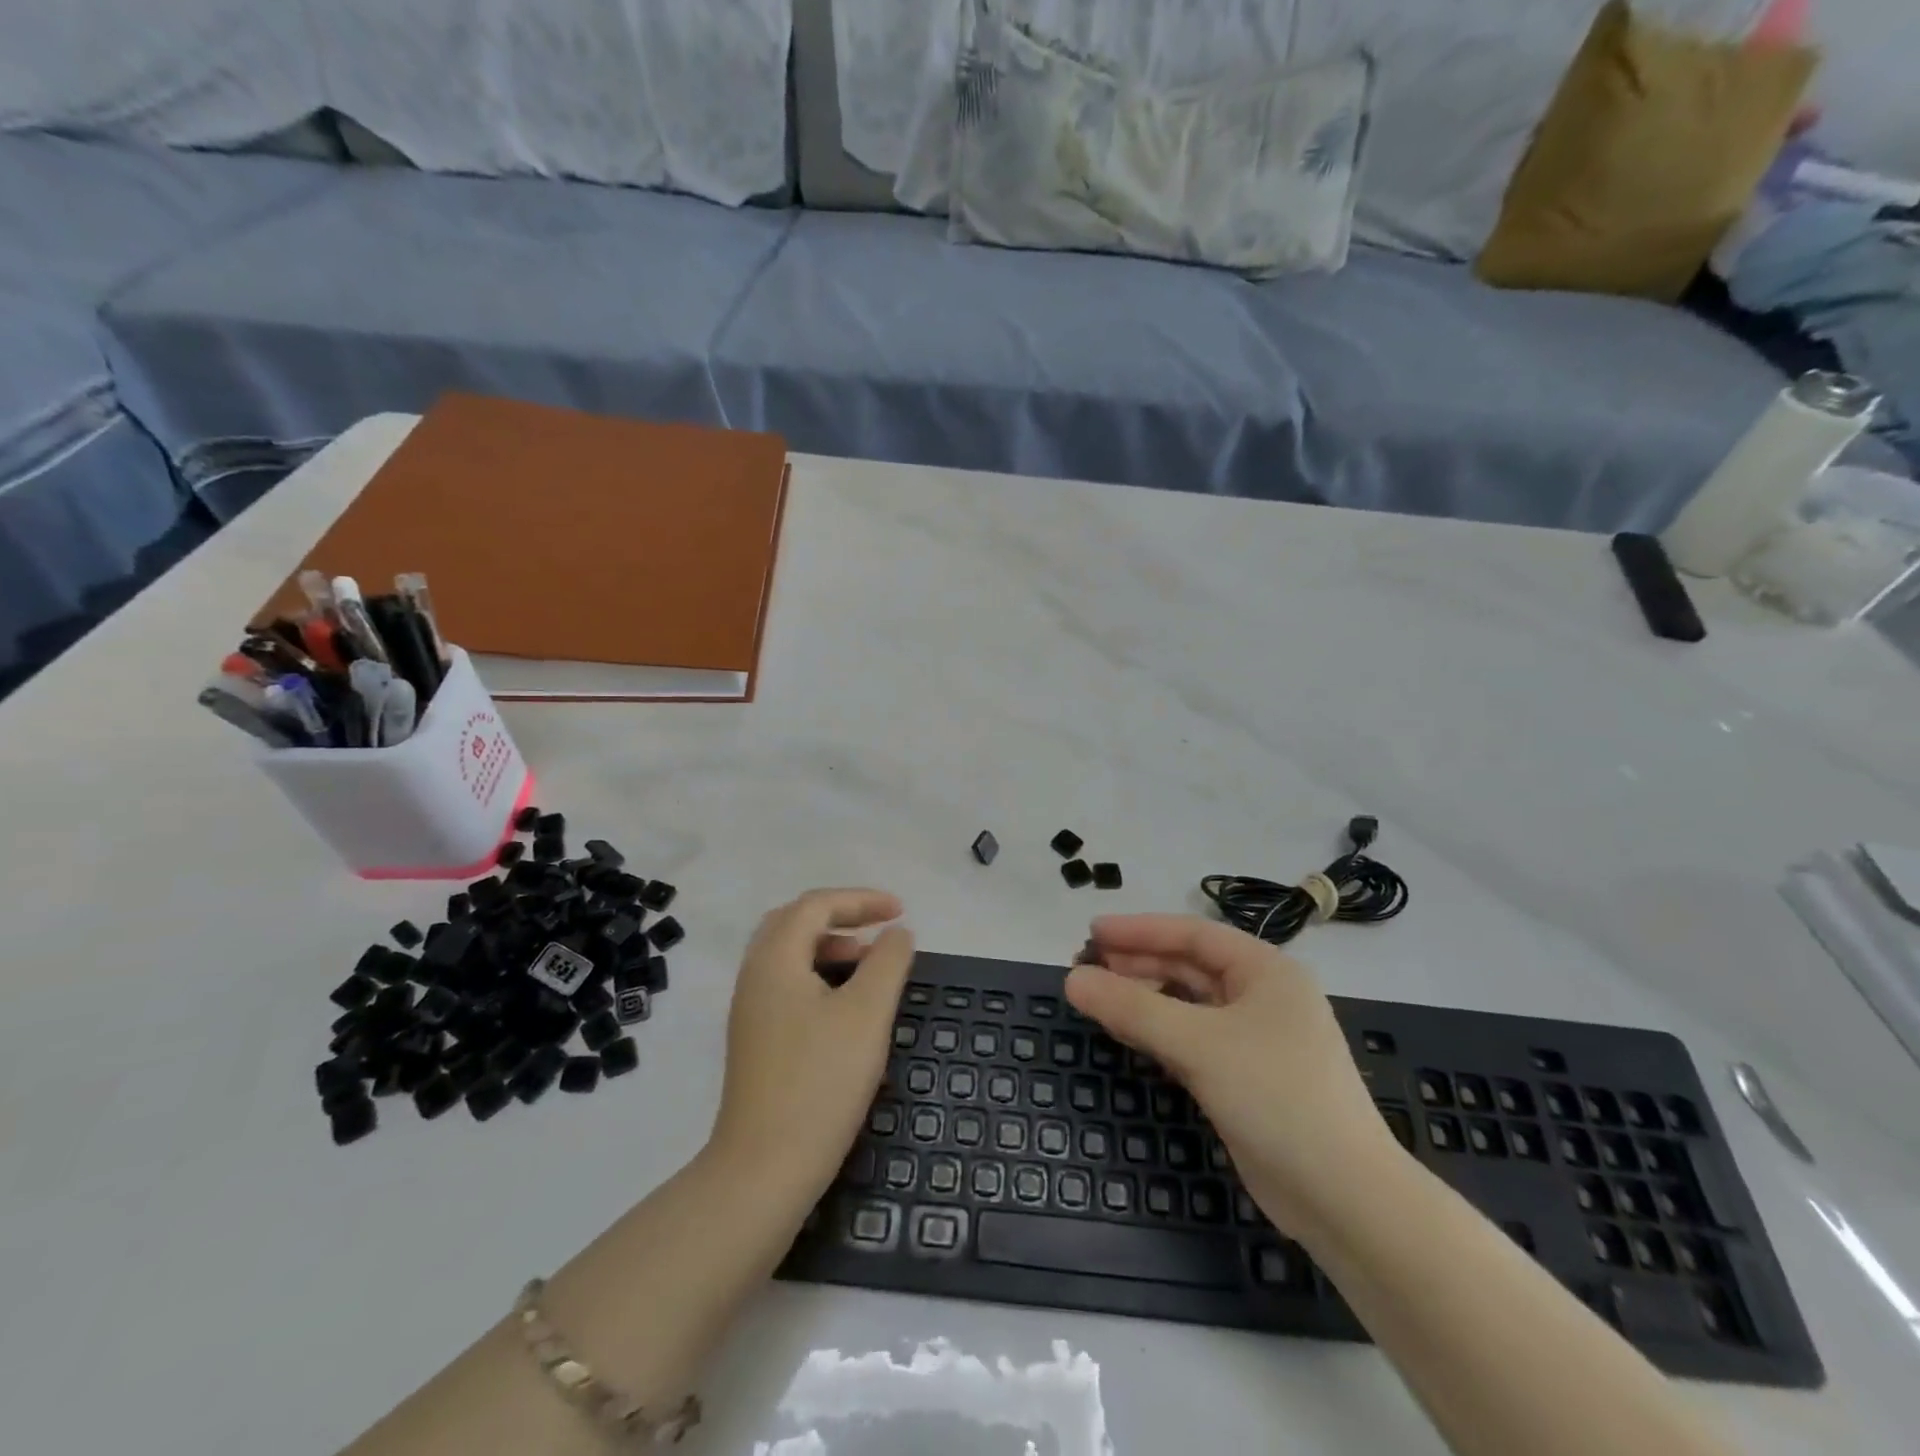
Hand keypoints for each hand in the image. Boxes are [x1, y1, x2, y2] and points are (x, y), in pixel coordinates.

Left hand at [708, 889, 914, 1208]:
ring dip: (830, 946)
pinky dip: (819, 974)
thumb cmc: (820, 1081)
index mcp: (774, 959)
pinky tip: (845, 1004)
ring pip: (790, 954)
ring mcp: (750, 1009)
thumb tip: (897, 933)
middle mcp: (754, 975)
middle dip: (842, 917)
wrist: (764, 1170)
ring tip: (869, 964)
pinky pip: (787, 983)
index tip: (901, 911)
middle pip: (795, 922)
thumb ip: (888, 962)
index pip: (816, 905)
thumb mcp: (867, 1013)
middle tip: (880, 929)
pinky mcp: (755, 1039)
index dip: (861, 900)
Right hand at [1066, 914, 1403, 1237]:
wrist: (1344, 1200)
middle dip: (1137, 965)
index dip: (1139, 930)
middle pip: (1188, 967)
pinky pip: (1190, 1040)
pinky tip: (1126, 1034)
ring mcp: (1254, 1039)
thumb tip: (1072, 979)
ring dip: (1143, 999)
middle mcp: (1262, 996)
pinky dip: (1157, 1033)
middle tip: (1084, 967)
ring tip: (1096, 997)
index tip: (1091, 933)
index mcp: (1265, 970)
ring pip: (1187, 1005)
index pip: (1192, 934)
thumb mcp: (1199, 1044)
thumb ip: (1132, 1008)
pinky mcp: (1244, 1077)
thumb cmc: (1276, 1097)